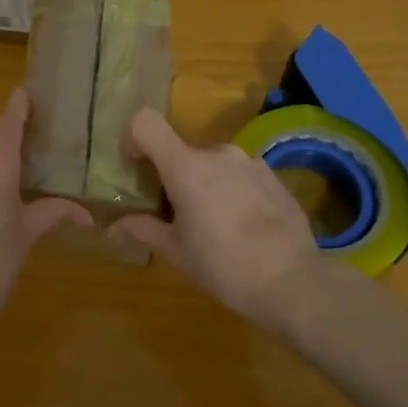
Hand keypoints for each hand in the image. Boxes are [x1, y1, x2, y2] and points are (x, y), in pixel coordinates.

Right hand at [109, 109, 324, 331]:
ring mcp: (250, 162)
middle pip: (181, 151)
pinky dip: (231, 190)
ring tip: (214, 223)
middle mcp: (218, 153)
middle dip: (173, 176)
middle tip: (176, 214)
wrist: (294, 283)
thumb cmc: (224, 266)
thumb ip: (144, 230)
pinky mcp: (273, 176)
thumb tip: (114, 226)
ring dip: (205, 183)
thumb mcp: (177, 252)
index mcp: (186, 167)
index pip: (146, 123)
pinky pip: (239, 174)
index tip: (134, 166)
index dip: (132, 137)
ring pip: (212, 164)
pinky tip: (242, 226)